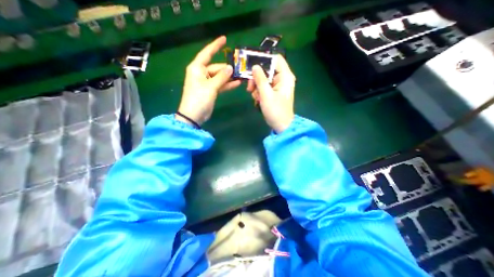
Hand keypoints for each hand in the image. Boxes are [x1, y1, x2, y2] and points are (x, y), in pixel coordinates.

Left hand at [178, 36, 240, 125]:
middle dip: (227, 69)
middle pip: (216, 67)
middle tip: (241, 69)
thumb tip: (230, 68)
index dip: (216, 46)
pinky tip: (237, 83)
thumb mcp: (211, 86)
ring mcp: (207, 82)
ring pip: (220, 77)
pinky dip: (227, 85)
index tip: (225, 39)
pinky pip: (220, 85)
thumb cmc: (199, 98)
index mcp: (197, 68)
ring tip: (241, 76)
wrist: (194, 115)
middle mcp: (201, 73)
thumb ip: (221, 77)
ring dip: (229, 77)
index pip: (207, 53)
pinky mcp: (211, 91)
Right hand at [246, 55, 291, 132]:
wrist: (281, 125)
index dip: (264, 59)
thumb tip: (255, 66)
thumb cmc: (276, 111)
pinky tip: (258, 100)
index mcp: (285, 76)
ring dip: (256, 87)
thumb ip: (260, 79)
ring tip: (255, 97)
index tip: (251, 65)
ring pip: (263, 79)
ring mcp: (277, 86)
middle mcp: (282, 78)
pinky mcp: (273, 92)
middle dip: (256, 78)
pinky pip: (264, 87)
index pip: (276, 59)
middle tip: (250, 87)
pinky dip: (259, 92)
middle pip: (267, 69)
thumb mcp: (266, 94)